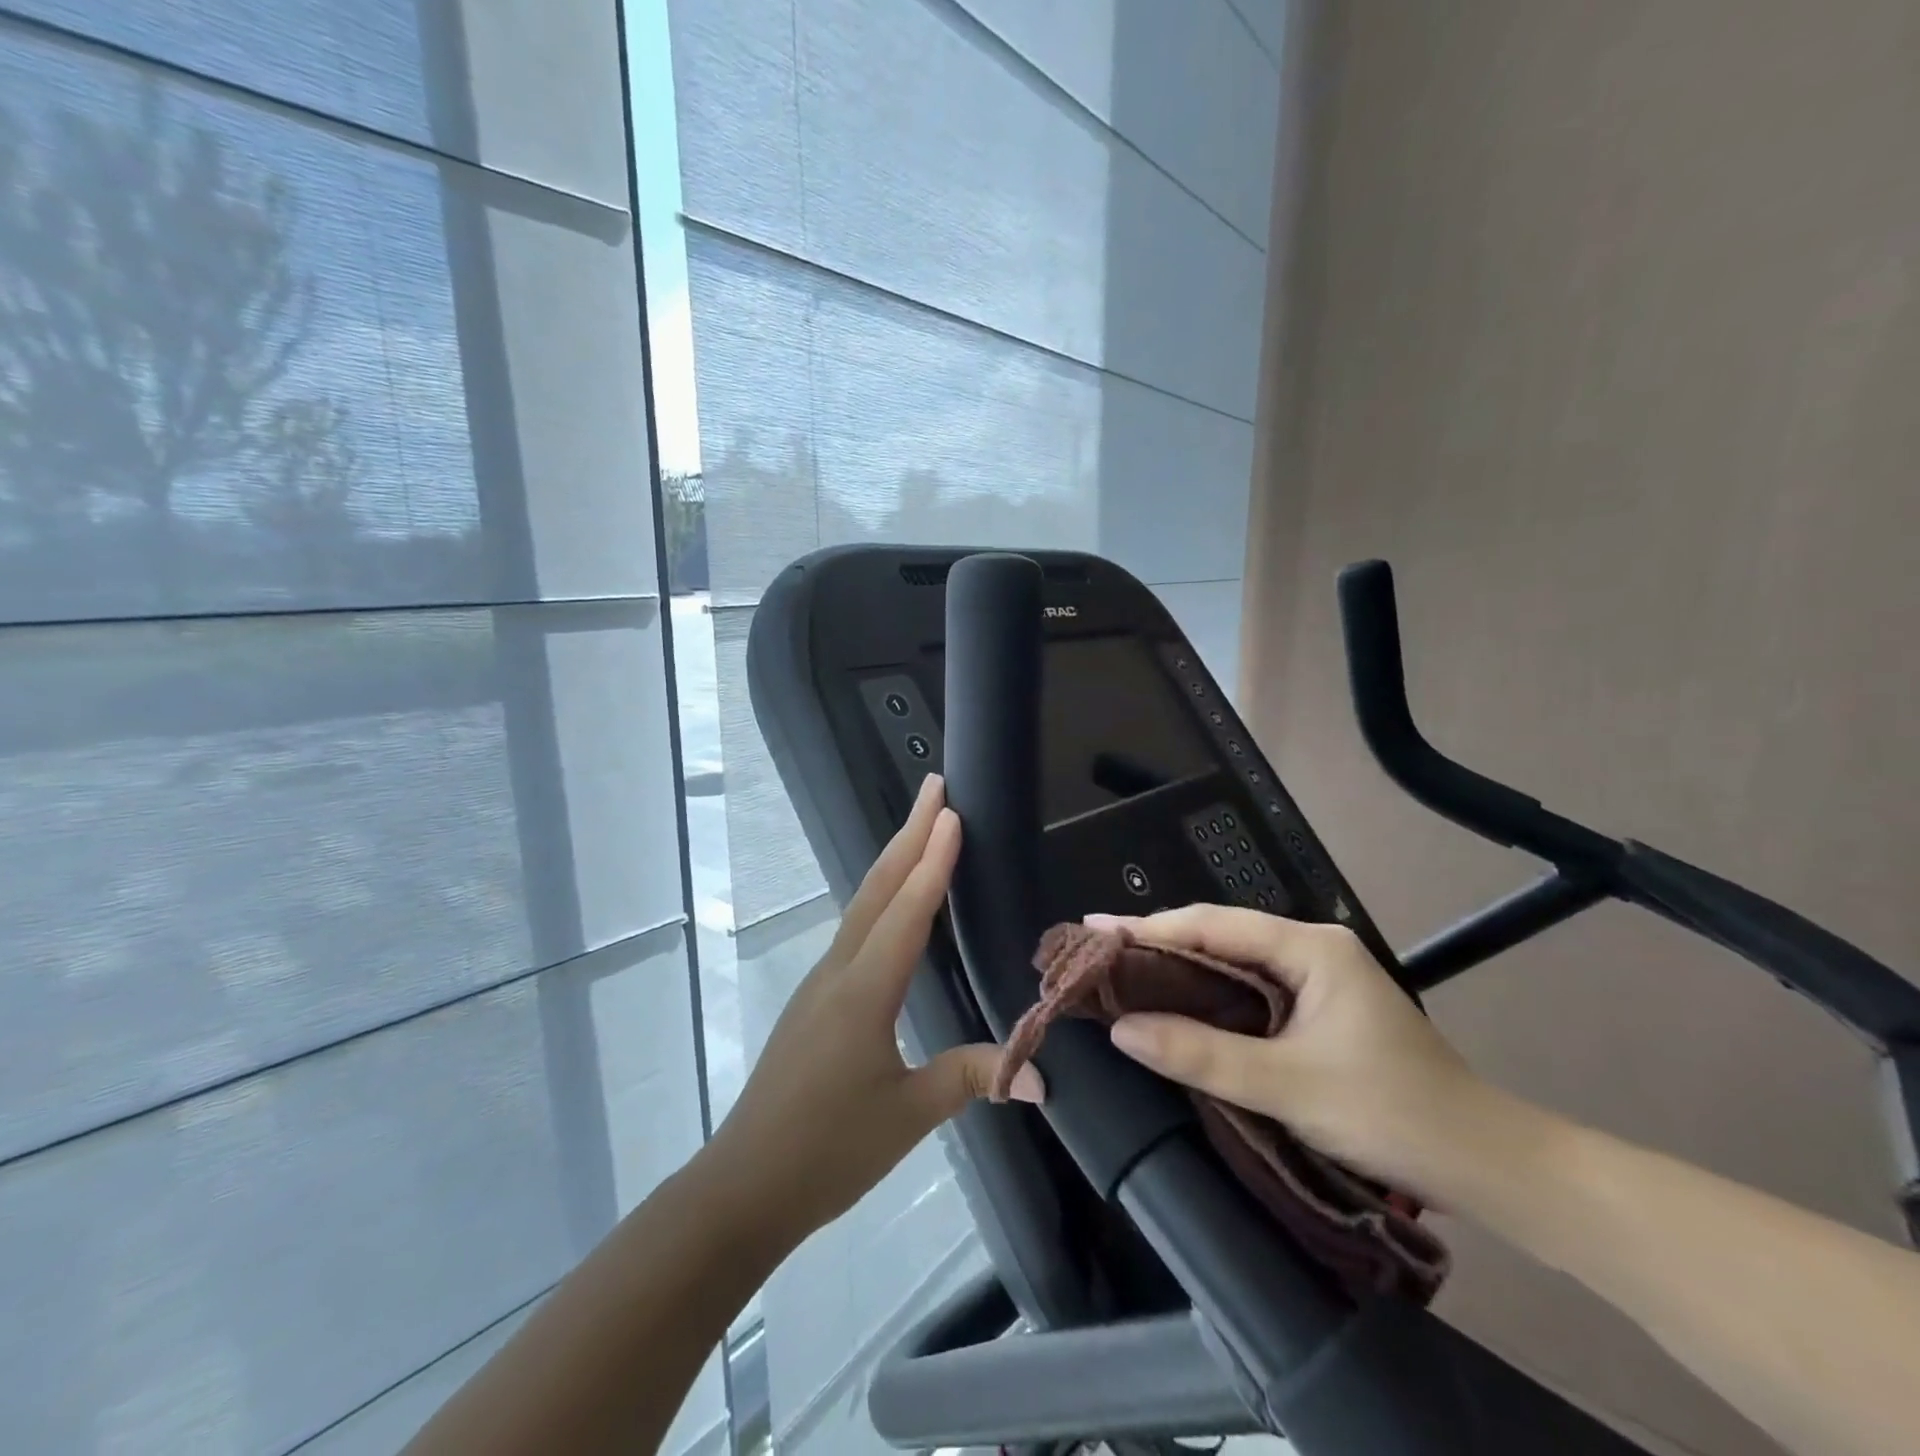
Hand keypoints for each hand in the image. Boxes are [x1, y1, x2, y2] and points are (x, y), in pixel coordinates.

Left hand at [706, 774, 1042, 1249]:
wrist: (744, 1185)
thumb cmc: (827, 1151)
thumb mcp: (907, 1116)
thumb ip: (971, 1079)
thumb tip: (1041, 1074)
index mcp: (863, 991)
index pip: (906, 912)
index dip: (933, 861)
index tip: (952, 814)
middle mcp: (839, 971)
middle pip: (878, 889)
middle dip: (909, 834)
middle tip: (935, 788)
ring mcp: (822, 982)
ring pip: (862, 904)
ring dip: (893, 860)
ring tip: (921, 828)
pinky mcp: (816, 999)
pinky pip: (855, 930)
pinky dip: (880, 897)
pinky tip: (892, 902)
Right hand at [1093, 905, 1489, 1201]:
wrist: (1488, 1165)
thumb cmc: (1393, 1114)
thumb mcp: (1289, 1085)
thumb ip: (1203, 1054)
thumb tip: (1122, 1031)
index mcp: (1311, 947)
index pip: (1213, 924)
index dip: (1150, 927)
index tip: (1094, 931)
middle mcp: (1312, 948)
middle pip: (1220, 935)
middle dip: (1159, 943)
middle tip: (1098, 954)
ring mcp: (1318, 977)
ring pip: (1233, 962)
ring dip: (1180, 968)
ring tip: (1122, 973)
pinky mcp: (1318, 1007)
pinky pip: (1249, 989)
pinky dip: (1208, 994)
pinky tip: (1176, 1003)